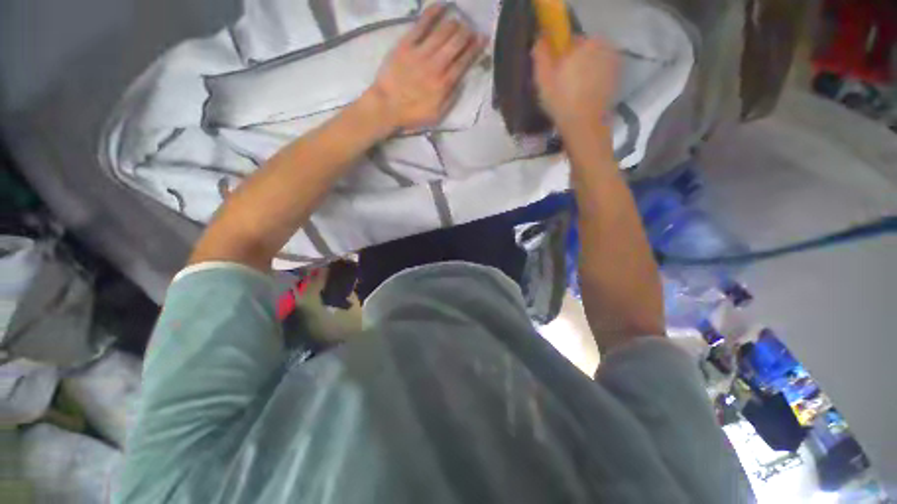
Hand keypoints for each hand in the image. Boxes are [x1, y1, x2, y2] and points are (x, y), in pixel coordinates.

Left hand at [363, 3, 486, 132]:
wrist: (387, 107)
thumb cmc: (412, 114)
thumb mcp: (437, 115)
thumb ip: (451, 98)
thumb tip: (462, 80)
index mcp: (444, 84)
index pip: (464, 61)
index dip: (476, 48)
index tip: (483, 39)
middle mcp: (436, 65)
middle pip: (456, 43)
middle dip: (467, 34)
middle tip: (471, 29)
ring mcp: (421, 53)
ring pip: (443, 32)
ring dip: (454, 24)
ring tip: (459, 21)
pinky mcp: (406, 45)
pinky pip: (421, 25)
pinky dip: (432, 13)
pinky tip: (441, 6)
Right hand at [532, 36, 619, 129]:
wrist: (583, 126)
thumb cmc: (561, 100)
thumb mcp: (543, 78)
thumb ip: (541, 54)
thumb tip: (540, 40)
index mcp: (587, 42)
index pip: (569, 41)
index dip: (559, 56)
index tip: (553, 73)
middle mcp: (605, 47)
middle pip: (583, 52)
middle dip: (573, 64)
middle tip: (561, 86)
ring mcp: (613, 64)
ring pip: (592, 64)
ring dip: (583, 74)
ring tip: (571, 94)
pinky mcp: (616, 80)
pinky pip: (600, 75)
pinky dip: (592, 82)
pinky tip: (582, 98)